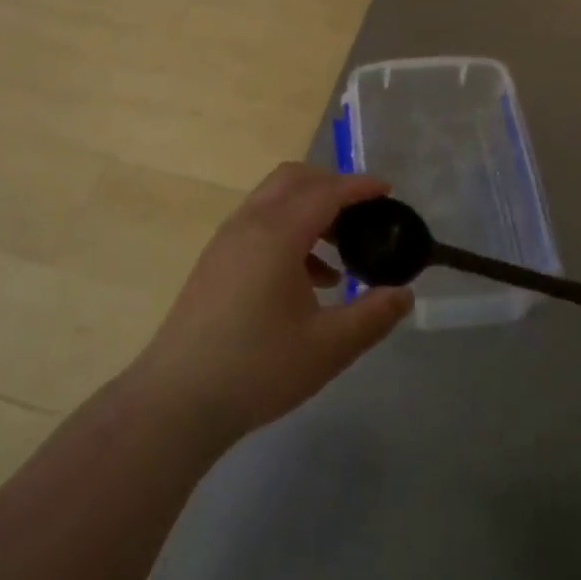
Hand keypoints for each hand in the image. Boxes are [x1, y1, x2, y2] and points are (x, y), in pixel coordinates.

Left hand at [130, 164, 412, 447]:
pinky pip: (259, 222)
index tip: (388, 190)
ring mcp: (227, 239)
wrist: (177, 400)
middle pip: (295, 179)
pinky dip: (289, 229)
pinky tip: (309, 279)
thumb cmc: (257, 368)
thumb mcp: (327, 347)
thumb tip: (404, 294)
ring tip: (342, 250)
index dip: (360, 186)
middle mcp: (250, 222)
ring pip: (274, 199)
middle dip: (332, 186)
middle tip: (363, 212)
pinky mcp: (216, 260)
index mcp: (278, 232)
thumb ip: (372, 316)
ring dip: (309, 209)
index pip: (326, 191)